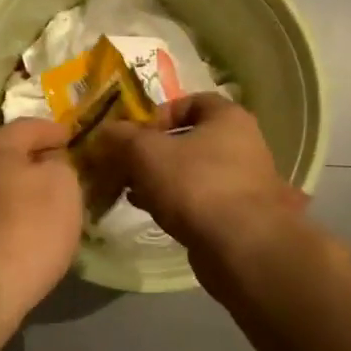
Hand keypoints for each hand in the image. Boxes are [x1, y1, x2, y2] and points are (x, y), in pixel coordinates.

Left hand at [0, 119, 83, 322]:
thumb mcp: (63, 187)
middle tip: (63, 170)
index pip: (29, 125)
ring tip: (47, 203)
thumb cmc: (27, 229)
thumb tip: (50, 164)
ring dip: (20, 190)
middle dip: (35, 160)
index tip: (75, 139)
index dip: (55, 130)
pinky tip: (25, 231)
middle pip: (7, 155)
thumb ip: (61, 165)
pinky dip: (9, 215)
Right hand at [99, 94, 306, 252]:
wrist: (241, 248)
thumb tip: (106, 131)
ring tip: (132, 189)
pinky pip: (200, 199)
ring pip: (192, 171)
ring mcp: (244, 182)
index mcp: (229, 118)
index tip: (134, 133)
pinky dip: (175, 201)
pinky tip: (150, 210)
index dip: (159, 113)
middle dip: (153, 151)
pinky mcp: (239, 215)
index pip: (191, 101)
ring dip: (161, 178)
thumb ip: (122, 137)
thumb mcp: (147, 153)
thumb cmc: (195, 185)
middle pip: (189, 139)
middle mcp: (243, 145)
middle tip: (126, 164)